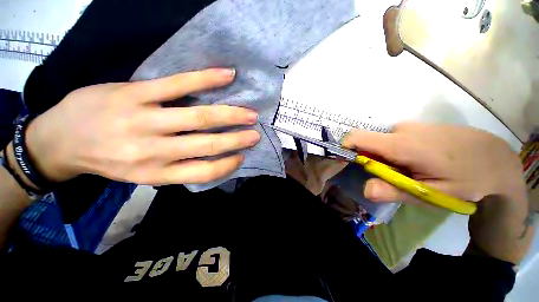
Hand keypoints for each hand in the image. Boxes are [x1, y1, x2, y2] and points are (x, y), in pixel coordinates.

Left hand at [25, 68, 260, 184]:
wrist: (59, 140)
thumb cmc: (105, 159)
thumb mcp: (141, 174)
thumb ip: (177, 167)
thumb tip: (212, 157)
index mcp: (156, 172)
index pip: (203, 171)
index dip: (227, 165)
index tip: (242, 156)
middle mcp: (153, 150)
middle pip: (207, 144)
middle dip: (237, 139)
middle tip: (256, 133)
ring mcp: (144, 119)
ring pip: (199, 117)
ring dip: (230, 114)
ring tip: (250, 113)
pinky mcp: (134, 93)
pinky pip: (177, 84)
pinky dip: (206, 79)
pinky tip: (227, 75)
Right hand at [342, 122, 525, 205]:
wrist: (497, 158)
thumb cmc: (467, 179)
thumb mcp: (431, 193)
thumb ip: (395, 191)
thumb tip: (365, 189)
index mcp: (400, 144)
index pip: (355, 138)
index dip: (345, 149)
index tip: (349, 164)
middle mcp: (400, 129)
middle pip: (368, 143)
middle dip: (371, 161)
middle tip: (395, 177)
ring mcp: (409, 126)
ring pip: (381, 143)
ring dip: (385, 158)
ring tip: (412, 171)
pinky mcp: (416, 127)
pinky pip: (393, 139)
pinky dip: (395, 152)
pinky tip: (420, 161)